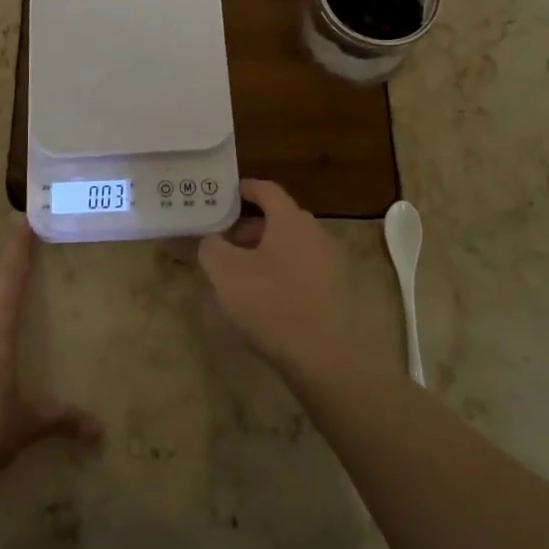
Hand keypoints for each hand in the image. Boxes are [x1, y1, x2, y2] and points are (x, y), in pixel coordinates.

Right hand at [198, 179, 392, 389]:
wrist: (326, 359)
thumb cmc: (272, 305)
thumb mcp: (226, 274)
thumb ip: (212, 248)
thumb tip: (213, 242)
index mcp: (290, 220)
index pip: (267, 190)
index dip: (245, 189)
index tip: (225, 194)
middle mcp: (315, 233)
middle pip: (278, 219)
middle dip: (248, 228)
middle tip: (223, 244)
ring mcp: (330, 262)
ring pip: (290, 245)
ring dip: (263, 252)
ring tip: (239, 275)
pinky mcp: (336, 290)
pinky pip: (302, 269)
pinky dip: (281, 272)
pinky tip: (264, 298)